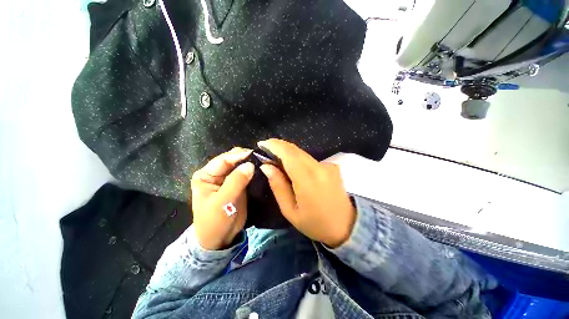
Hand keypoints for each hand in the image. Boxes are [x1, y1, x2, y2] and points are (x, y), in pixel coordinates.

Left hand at [190, 147, 253, 249]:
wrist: (220, 239)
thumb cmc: (214, 221)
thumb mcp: (223, 202)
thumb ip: (236, 182)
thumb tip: (250, 165)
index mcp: (206, 175)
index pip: (223, 160)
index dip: (238, 156)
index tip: (254, 153)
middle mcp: (216, 173)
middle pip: (232, 160)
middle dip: (246, 158)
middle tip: (261, 157)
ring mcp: (228, 178)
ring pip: (241, 166)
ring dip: (251, 163)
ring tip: (263, 161)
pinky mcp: (238, 184)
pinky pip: (247, 174)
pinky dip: (254, 171)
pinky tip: (262, 169)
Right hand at [258, 139, 355, 247]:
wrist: (347, 226)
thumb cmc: (315, 223)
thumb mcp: (290, 210)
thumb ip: (278, 186)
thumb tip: (266, 166)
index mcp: (308, 179)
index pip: (289, 153)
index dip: (274, 145)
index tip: (262, 144)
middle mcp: (319, 167)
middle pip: (295, 150)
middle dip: (279, 147)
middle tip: (266, 152)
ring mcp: (328, 165)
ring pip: (302, 153)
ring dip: (288, 154)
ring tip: (277, 161)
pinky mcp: (332, 166)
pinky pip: (310, 159)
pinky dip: (299, 159)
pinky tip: (294, 169)